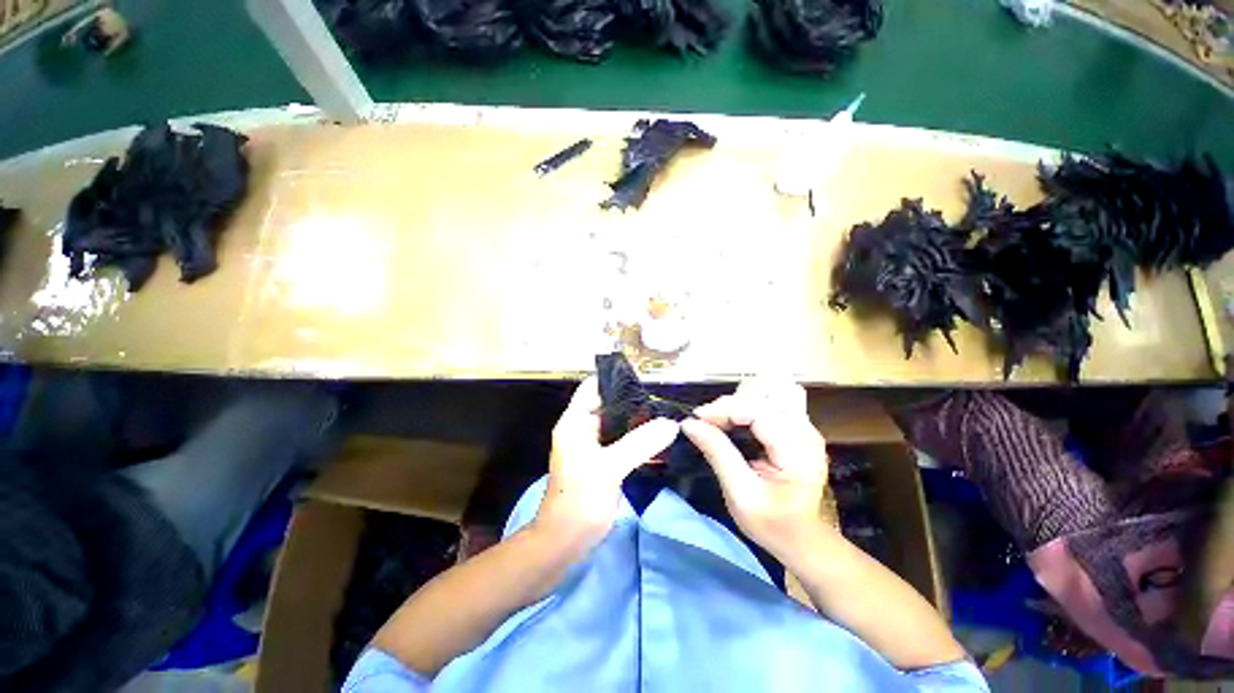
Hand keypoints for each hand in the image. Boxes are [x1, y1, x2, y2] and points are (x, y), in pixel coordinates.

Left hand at [534, 377, 678, 550]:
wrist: (566, 541)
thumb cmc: (580, 498)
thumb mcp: (610, 467)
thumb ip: (640, 443)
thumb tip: (671, 424)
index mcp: (575, 421)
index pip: (593, 387)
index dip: (615, 379)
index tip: (644, 379)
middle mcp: (582, 428)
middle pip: (609, 404)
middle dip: (634, 401)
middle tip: (663, 399)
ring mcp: (593, 445)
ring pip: (618, 424)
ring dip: (638, 421)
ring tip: (666, 415)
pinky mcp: (603, 461)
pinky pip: (622, 442)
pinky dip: (638, 439)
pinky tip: (659, 440)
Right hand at [681, 379, 829, 557]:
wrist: (801, 538)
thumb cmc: (771, 523)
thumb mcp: (740, 493)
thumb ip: (717, 453)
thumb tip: (689, 424)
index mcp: (797, 449)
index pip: (757, 409)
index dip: (723, 408)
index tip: (697, 418)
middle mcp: (805, 430)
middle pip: (764, 393)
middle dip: (730, 404)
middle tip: (707, 423)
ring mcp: (803, 426)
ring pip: (767, 391)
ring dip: (738, 401)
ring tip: (719, 421)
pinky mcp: (796, 426)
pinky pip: (768, 401)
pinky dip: (746, 405)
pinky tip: (734, 421)